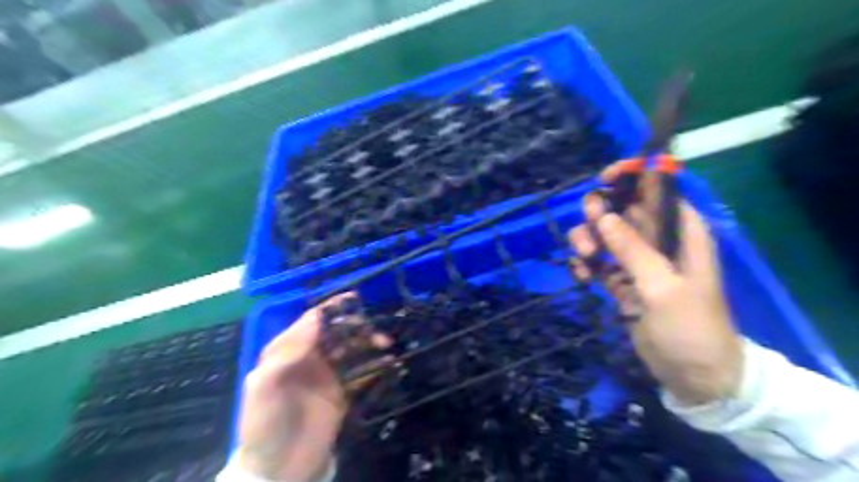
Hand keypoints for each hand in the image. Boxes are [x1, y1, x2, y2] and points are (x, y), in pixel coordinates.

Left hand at [233, 292, 389, 479]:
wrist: (279, 470)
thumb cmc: (266, 424)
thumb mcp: (265, 386)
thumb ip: (288, 350)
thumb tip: (315, 316)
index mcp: (289, 351)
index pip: (313, 321)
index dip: (332, 308)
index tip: (355, 299)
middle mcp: (310, 358)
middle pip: (337, 333)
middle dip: (357, 327)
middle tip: (375, 330)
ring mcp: (328, 376)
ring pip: (352, 350)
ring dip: (369, 343)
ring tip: (386, 344)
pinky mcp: (342, 393)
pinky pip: (361, 373)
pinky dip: (376, 366)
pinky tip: (389, 364)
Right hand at [569, 166, 740, 405]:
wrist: (693, 375)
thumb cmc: (690, 327)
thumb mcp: (662, 287)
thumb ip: (632, 249)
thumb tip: (604, 215)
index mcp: (682, 233)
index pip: (658, 191)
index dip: (633, 177)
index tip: (604, 179)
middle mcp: (659, 241)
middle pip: (623, 210)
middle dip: (601, 215)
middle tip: (589, 233)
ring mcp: (638, 262)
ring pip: (605, 235)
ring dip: (589, 241)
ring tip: (584, 259)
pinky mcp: (622, 282)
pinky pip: (599, 262)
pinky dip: (586, 265)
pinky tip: (581, 276)